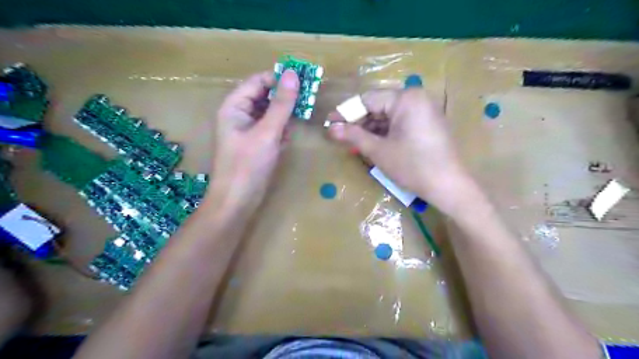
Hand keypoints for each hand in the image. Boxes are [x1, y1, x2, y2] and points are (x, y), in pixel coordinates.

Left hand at [208, 70, 300, 212]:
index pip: (258, 82)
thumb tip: (292, 74)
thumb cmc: (248, 165)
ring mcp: (249, 130)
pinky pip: (272, 129)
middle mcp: (240, 115)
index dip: (279, 79)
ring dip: (285, 117)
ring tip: (295, 125)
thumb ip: (281, 104)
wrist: (238, 201)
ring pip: (271, 114)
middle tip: (307, 101)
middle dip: (285, 100)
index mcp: (234, 106)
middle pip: (265, 97)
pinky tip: (285, 142)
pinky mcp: (257, 144)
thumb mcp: (267, 132)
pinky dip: (281, 132)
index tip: (304, 80)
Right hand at [329, 87, 472, 213]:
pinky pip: (399, 122)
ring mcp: (423, 110)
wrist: (448, 186)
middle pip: (378, 106)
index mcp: (405, 98)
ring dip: (370, 128)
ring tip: (353, 142)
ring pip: (388, 115)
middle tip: (340, 135)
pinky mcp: (426, 123)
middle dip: (358, 121)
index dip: (346, 112)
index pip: (367, 99)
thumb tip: (330, 129)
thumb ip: (353, 136)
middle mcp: (416, 98)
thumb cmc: (412, 166)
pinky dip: (385, 132)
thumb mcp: (379, 150)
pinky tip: (372, 143)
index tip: (330, 123)